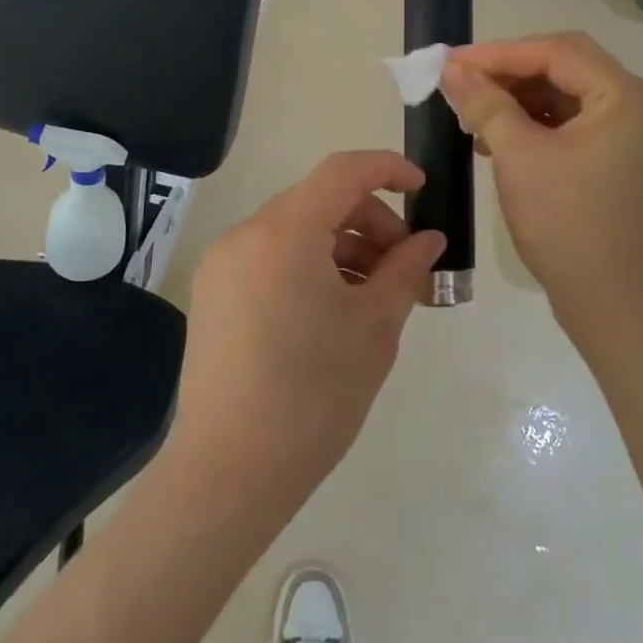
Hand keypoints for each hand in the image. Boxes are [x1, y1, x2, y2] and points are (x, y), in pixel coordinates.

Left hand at [168, 151, 445, 519]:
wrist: (228, 474)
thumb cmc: (313, 397)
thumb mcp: (374, 329)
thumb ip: (405, 271)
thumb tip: (428, 241)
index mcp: (284, 234)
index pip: (343, 171)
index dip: (388, 169)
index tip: (422, 189)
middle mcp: (246, 235)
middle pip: (320, 200)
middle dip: (370, 222)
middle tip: (404, 267)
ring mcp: (223, 264)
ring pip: (296, 229)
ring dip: (342, 246)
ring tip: (373, 295)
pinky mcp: (214, 293)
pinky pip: (271, 256)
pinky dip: (309, 264)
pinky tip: (333, 309)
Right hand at [439, 33, 642, 336]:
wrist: (612, 301)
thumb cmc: (567, 223)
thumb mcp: (519, 157)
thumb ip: (485, 104)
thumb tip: (452, 69)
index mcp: (623, 95)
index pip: (555, 51)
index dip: (498, 53)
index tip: (450, 62)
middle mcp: (634, 104)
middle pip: (562, 66)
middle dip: (508, 73)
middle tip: (460, 82)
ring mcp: (628, 132)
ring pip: (563, 94)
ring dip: (517, 99)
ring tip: (472, 112)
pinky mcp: (615, 157)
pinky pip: (570, 122)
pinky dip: (532, 123)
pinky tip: (496, 138)